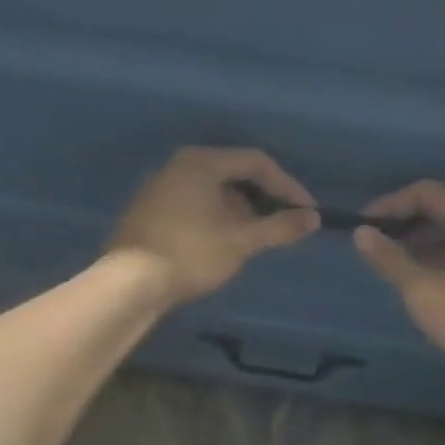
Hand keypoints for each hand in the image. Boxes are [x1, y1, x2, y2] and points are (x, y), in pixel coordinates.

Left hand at [109, 146, 319, 305]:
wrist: (130, 283)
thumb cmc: (191, 253)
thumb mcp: (241, 241)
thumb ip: (279, 227)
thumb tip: (313, 218)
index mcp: (201, 161)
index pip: (255, 162)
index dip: (286, 185)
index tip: (306, 212)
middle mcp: (178, 166)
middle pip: (232, 175)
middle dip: (262, 200)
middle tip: (282, 225)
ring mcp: (159, 189)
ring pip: (211, 193)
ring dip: (239, 213)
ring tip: (256, 240)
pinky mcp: (148, 213)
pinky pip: (192, 207)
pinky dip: (215, 220)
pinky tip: (222, 246)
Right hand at [352, 181, 444, 381]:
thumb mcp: (421, 289)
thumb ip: (389, 259)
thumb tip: (361, 232)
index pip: (428, 192)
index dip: (392, 202)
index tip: (366, 224)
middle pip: (444, 211)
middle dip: (407, 223)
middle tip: (379, 247)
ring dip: (423, 244)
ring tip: (399, 269)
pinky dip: (442, 259)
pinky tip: (430, 287)